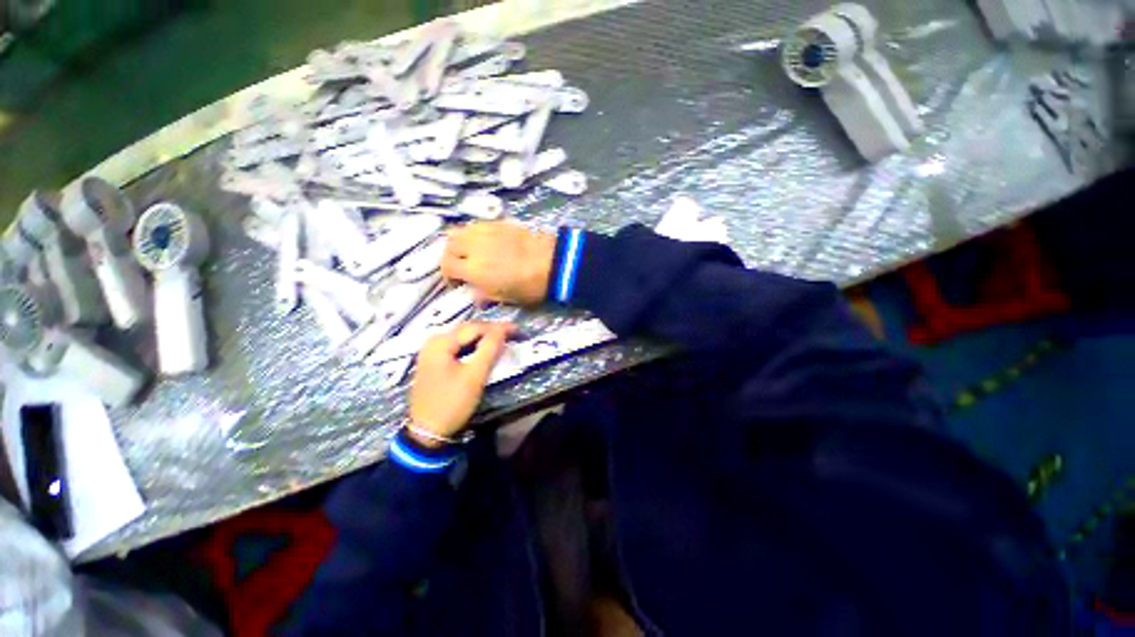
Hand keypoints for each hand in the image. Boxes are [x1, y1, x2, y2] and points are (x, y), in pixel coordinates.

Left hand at [409, 321, 514, 447]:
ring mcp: (432, 352)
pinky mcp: (434, 362)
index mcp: (440, 342)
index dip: (498, 327)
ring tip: (503, 340)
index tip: (517, 329)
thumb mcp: (474, 376)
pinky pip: (458, 347)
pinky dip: (474, 347)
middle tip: (513, 334)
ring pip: (463, 338)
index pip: (475, 327)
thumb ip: (489, 349)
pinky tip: (485, 350)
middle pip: (467, 330)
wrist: (428, 433)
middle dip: (491, 330)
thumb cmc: (452, 403)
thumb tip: (502, 329)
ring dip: (483, 338)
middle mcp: (433, 342)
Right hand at [442, 222, 556, 305]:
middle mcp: (475, 246)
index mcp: (474, 269)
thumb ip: (485, 296)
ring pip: (462, 230)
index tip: (458, 283)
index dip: (448, 276)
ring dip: (461, 242)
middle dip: (451, 256)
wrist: (555, 264)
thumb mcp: (506, 299)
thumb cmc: (530, 287)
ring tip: (472, 253)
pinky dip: (476, 234)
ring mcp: (488, 231)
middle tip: (461, 266)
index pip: (446, 266)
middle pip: (450, 244)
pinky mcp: (501, 223)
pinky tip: (488, 243)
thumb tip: (476, 296)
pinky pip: (479, 225)